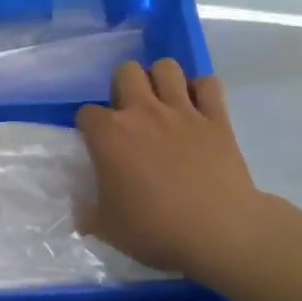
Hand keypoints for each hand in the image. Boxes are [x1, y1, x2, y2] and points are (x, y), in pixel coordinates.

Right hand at [76, 60, 273, 280]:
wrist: (219, 233)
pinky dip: (201, 90)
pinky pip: (209, 85)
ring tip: (162, 101)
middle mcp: (142, 112)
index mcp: (109, 135)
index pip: (86, 113)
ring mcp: (182, 111)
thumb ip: (88, 212)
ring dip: (161, 79)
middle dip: (123, 86)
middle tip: (129, 114)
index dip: (89, 127)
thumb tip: (82, 207)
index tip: (97, 144)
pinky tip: (198, 108)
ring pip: (167, 67)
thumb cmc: (155, 230)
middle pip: (126, 72)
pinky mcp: (216, 118)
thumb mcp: (107, 229)